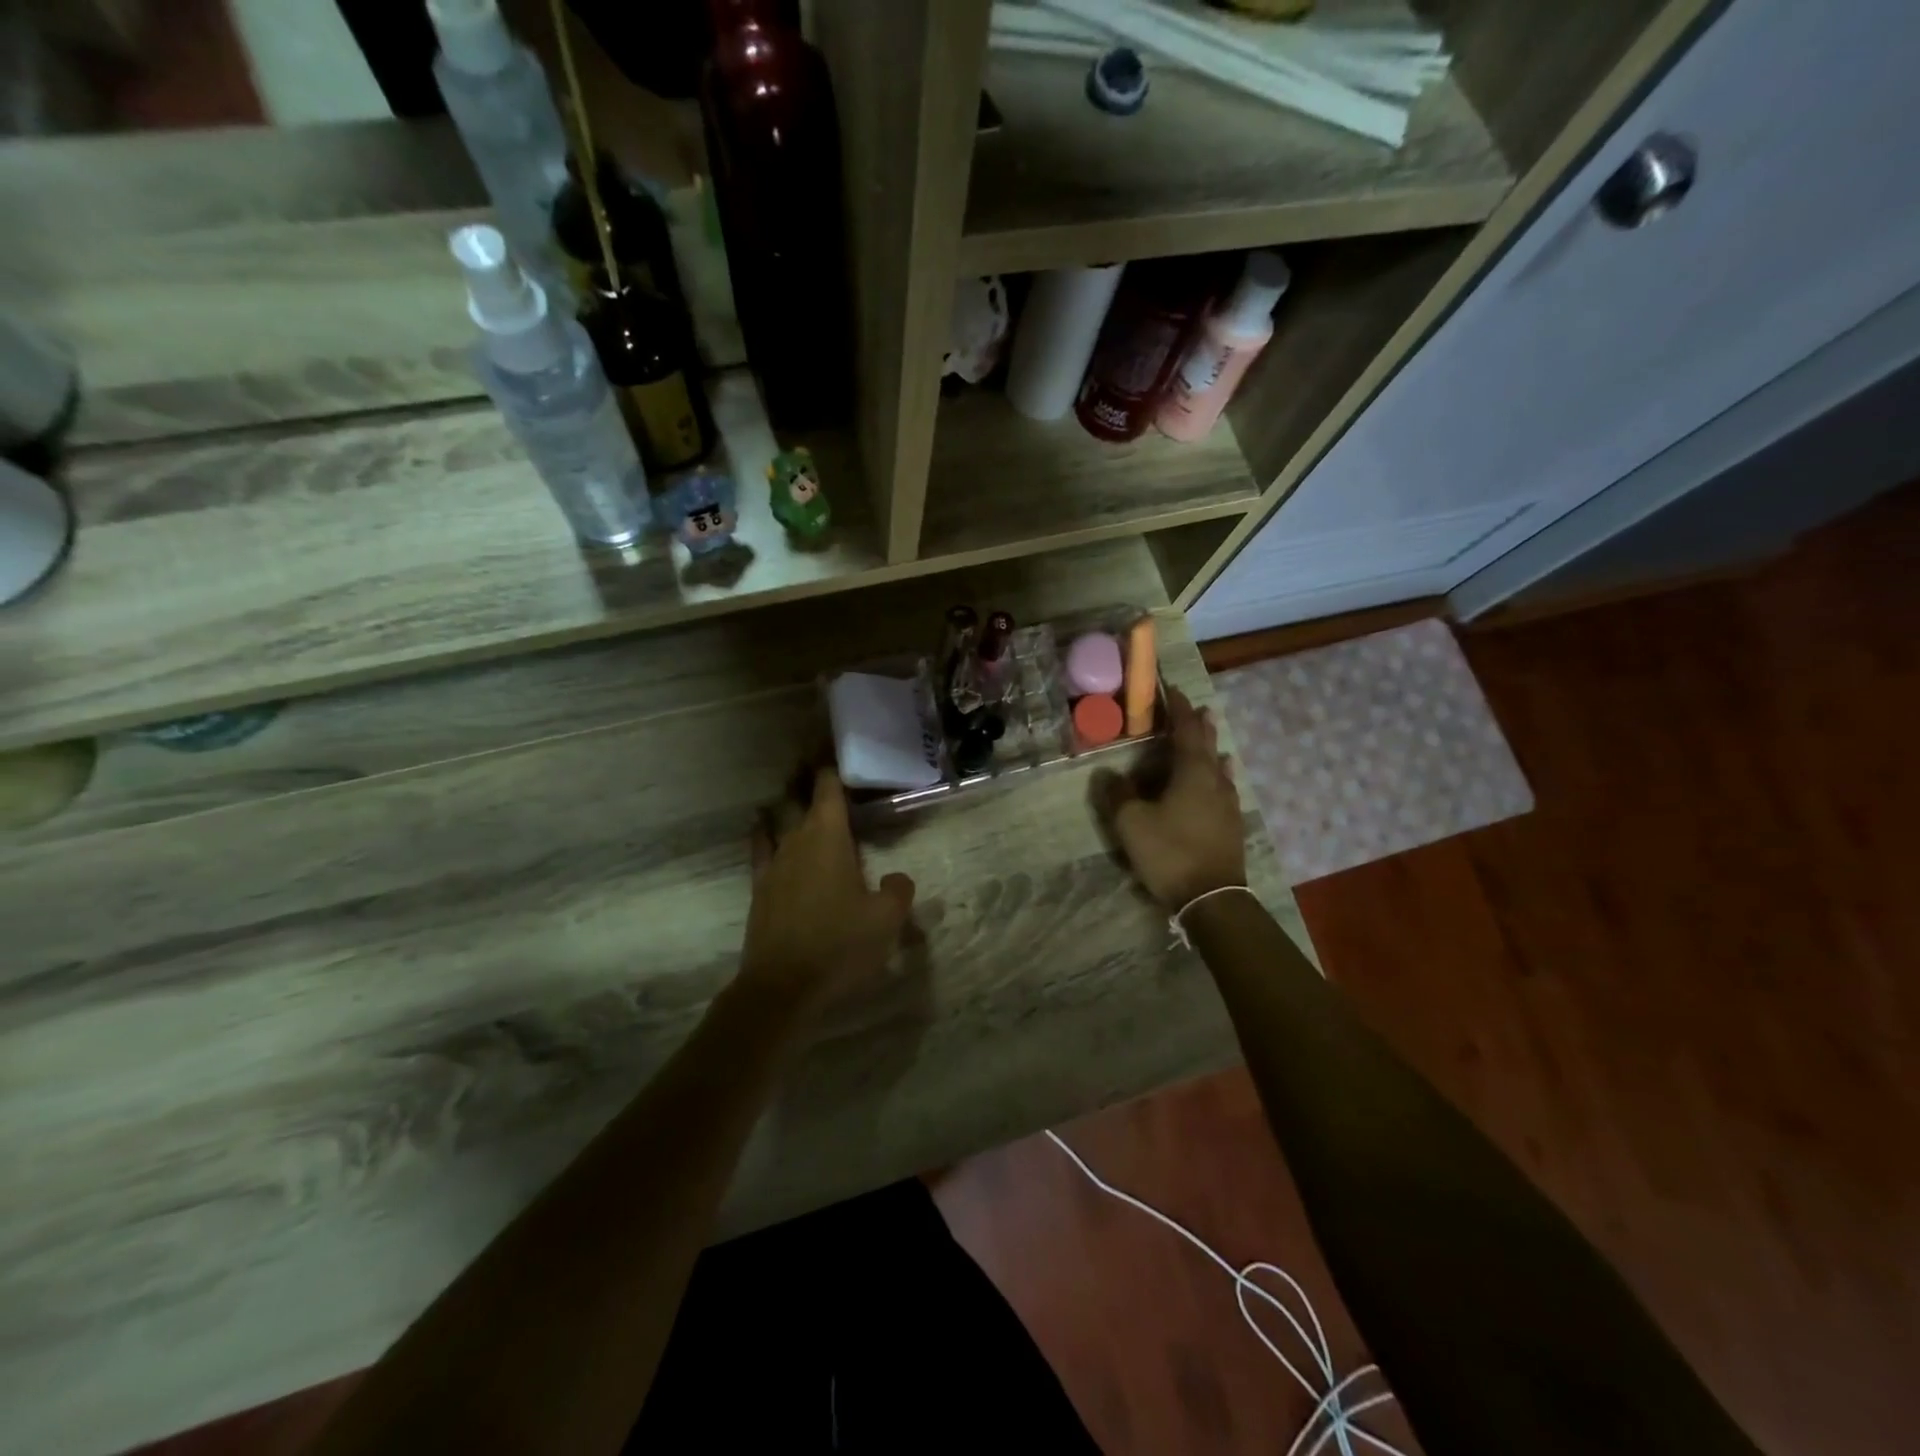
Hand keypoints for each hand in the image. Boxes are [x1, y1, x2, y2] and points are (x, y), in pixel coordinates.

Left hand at [739, 768, 915, 1017]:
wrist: (782, 987)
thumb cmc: (839, 946)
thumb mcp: (886, 920)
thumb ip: (898, 891)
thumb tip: (896, 878)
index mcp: (828, 837)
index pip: (828, 787)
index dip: (831, 763)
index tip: (832, 742)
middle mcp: (796, 840)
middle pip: (797, 797)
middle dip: (806, 777)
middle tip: (815, 760)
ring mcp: (772, 864)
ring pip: (775, 819)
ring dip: (785, 803)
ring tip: (792, 791)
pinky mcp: (759, 889)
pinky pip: (760, 848)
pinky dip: (764, 832)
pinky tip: (765, 831)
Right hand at [1095, 687, 1247, 910]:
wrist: (1212, 898)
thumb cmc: (1170, 853)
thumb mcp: (1131, 823)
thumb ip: (1117, 794)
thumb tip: (1106, 773)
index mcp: (1192, 772)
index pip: (1185, 730)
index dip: (1177, 708)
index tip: (1171, 689)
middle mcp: (1215, 780)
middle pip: (1207, 744)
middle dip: (1198, 724)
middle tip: (1193, 706)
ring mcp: (1227, 803)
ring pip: (1219, 765)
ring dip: (1211, 746)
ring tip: (1209, 734)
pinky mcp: (1231, 824)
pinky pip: (1224, 786)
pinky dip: (1218, 773)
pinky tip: (1222, 778)